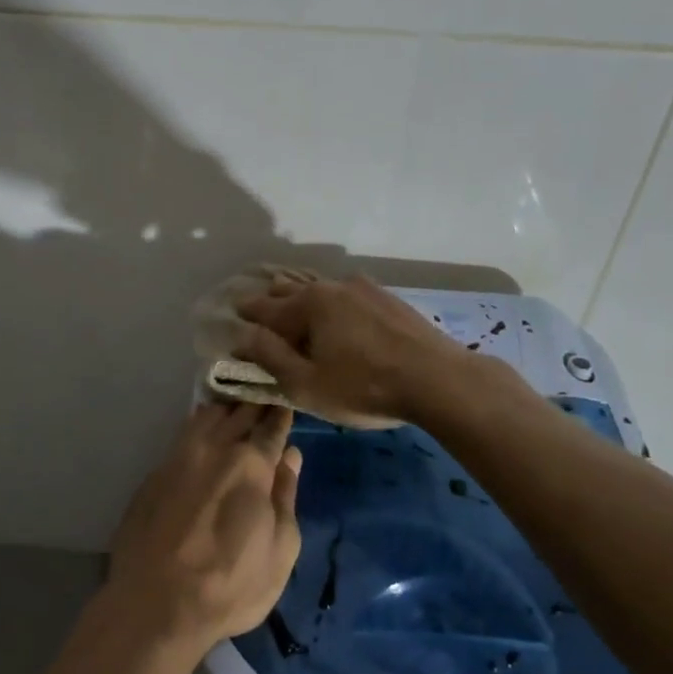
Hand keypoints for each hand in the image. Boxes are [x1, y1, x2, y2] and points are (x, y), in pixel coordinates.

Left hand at [106, 404, 301, 655]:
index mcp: (252, 463)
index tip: (287, 402)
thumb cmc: (230, 585)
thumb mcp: (280, 550)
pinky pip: (184, 432)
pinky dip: (200, 422)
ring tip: (238, 403)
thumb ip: (286, 496)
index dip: (281, 412)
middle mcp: (216, 447)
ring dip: (227, 406)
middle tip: (267, 392)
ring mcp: (180, 455)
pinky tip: (205, 423)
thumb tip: (291, 456)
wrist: (156, 603)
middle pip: (240, 411)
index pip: (272, 425)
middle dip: (257, 401)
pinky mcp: (156, 470)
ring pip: (209, 415)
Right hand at [233, 273, 472, 426]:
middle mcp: (332, 287)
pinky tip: (341, 313)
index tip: (234, 314)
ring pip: (323, 290)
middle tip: (261, 309)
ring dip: (305, 299)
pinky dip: (335, 304)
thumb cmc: (364, 387)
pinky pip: (349, 296)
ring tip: (298, 308)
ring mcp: (364, 289)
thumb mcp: (307, 383)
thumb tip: (243, 334)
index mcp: (308, 305)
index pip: (265, 307)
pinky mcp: (389, 299)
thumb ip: (270, 356)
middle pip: (293, 291)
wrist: (438, 380)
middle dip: (274, 300)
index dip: (247, 314)